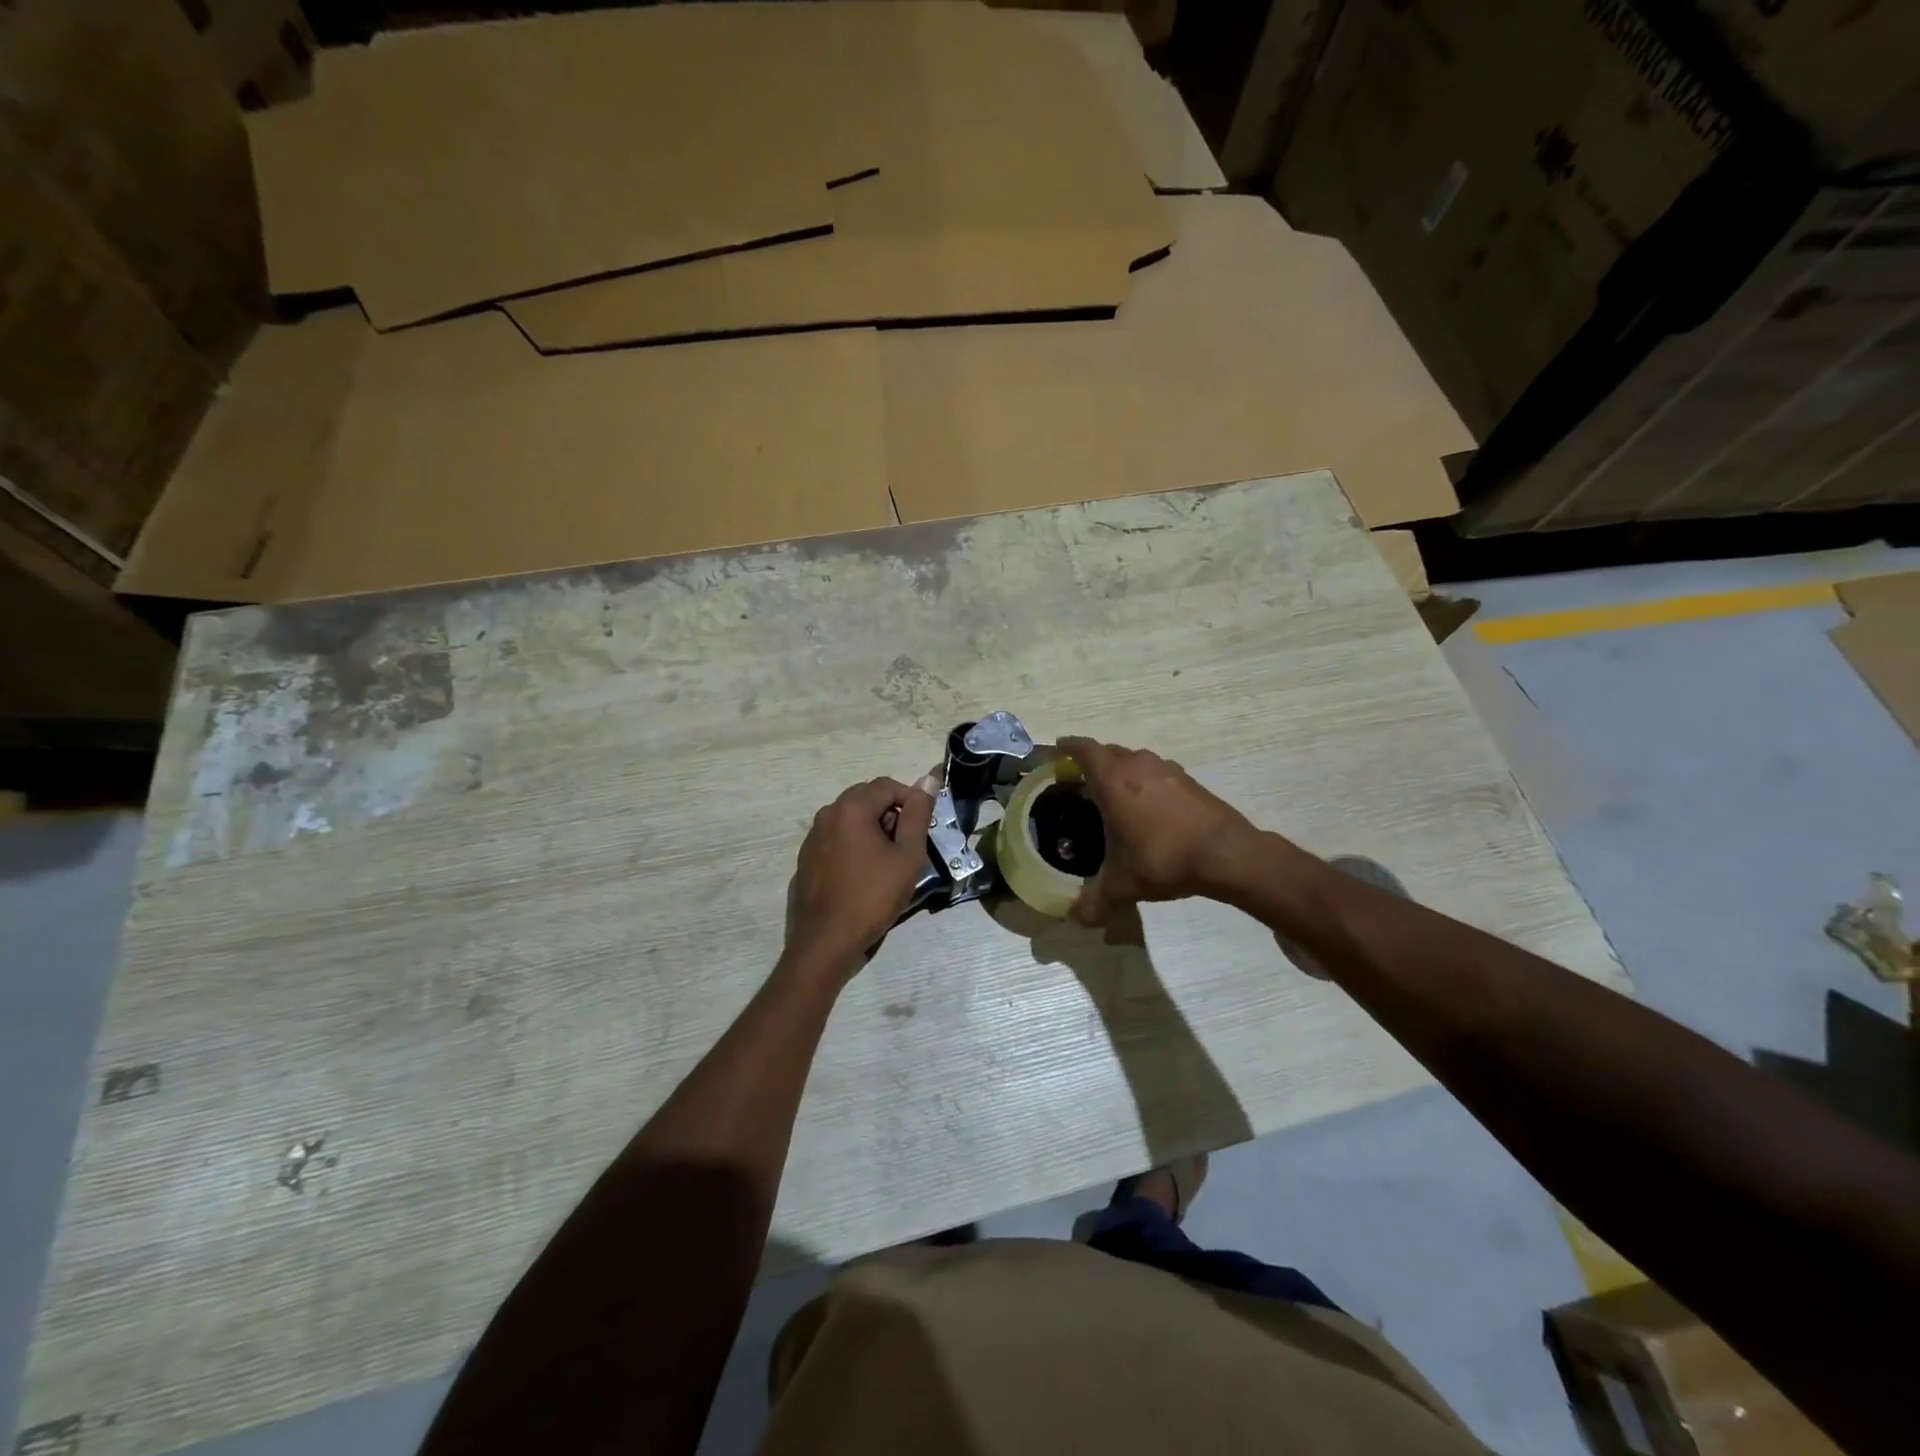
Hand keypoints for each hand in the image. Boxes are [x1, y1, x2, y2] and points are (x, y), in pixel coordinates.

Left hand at [783, 777, 934, 981]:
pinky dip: (854, 843)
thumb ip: (918, 815)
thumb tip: (928, 780)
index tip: (924, 825)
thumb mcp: (907, 856)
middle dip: (891, 812)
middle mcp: (827, 814)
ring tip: (888, 860)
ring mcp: (812, 836)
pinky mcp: (806, 857)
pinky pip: (836, 837)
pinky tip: (864, 873)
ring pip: (850, 817)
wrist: (826, 941)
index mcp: (851, 808)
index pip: (887, 785)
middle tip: (908, 842)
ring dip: (872, 827)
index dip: (911, 799)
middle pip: (866, 797)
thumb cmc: (873, 897)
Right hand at [1058, 737, 1261, 924]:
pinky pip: (1155, 773)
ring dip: (1121, 771)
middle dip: (1092, 762)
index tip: (1057, 751)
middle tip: (1080, 782)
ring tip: (1112, 796)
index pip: (1083, 749)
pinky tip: (1146, 808)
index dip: (1068, 747)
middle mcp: (1137, 765)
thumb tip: (1074, 918)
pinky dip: (1144, 783)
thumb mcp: (1123, 884)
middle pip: (1108, 752)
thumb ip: (1095, 901)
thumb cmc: (1163, 857)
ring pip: (1134, 761)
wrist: (1226, 853)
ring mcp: (1166, 769)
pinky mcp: (1188, 780)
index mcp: (1113, 779)